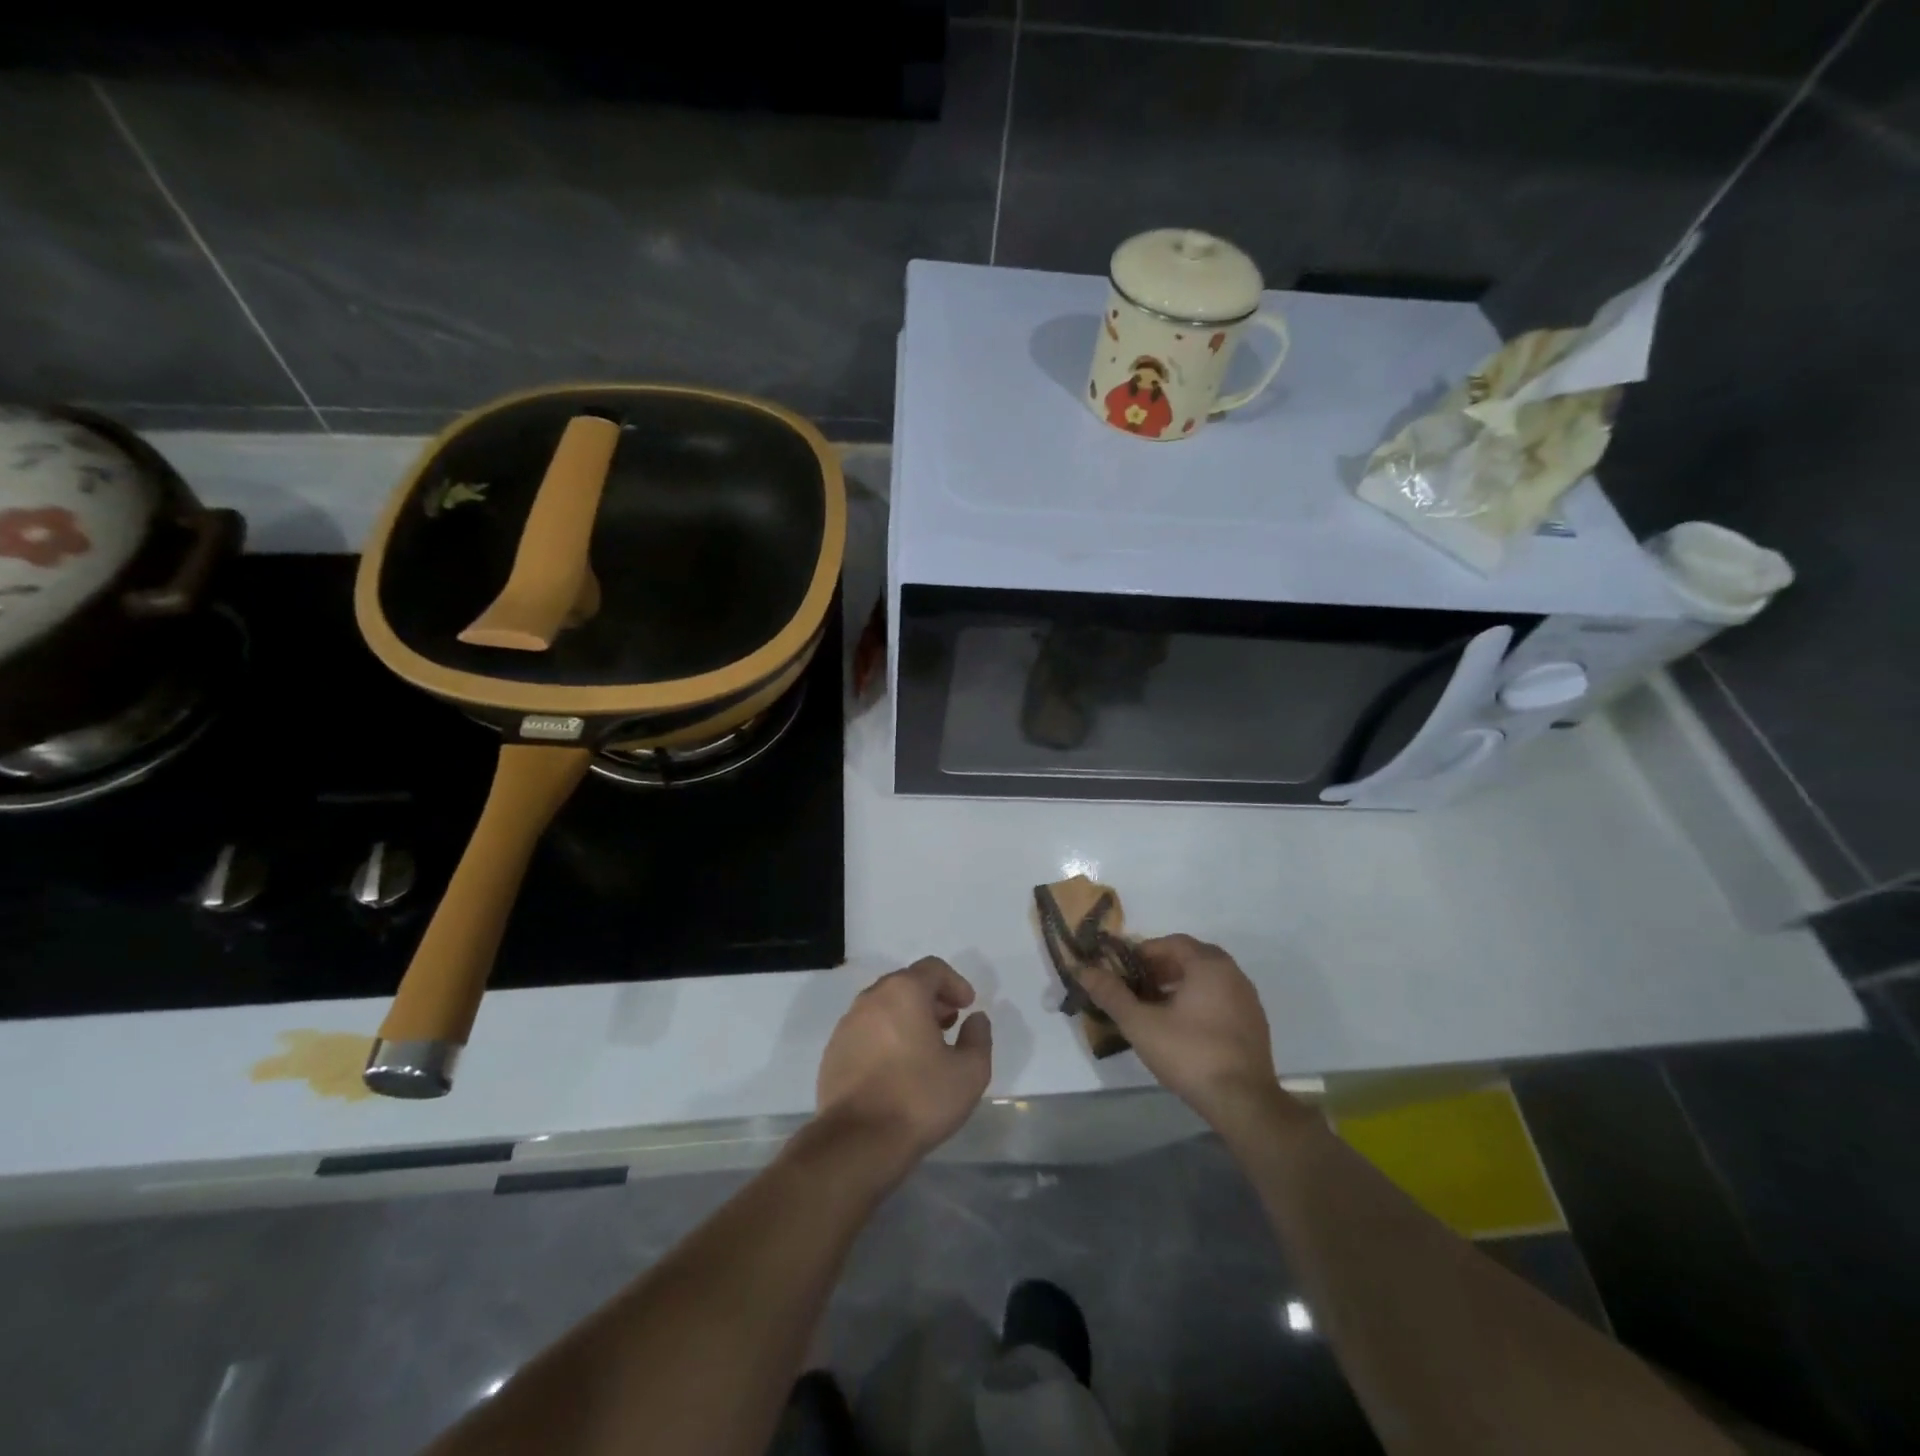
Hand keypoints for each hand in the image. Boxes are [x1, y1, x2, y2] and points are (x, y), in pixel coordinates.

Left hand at [817, 958, 992, 1161]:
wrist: (858, 1142)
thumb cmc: (919, 1099)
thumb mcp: (970, 1071)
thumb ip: (979, 1037)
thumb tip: (975, 1019)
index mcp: (904, 992)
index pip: (932, 968)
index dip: (955, 982)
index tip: (967, 1006)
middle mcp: (871, 998)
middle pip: (906, 983)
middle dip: (931, 998)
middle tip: (949, 1023)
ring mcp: (847, 1024)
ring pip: (883, 1006)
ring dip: (907, 1017)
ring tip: (925, 1047)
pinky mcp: (833, 1051)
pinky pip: (866, 1030)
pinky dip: (885, 1036)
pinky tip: (897, 1068)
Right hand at [1074, 934, 1286, 1127]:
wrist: (1243, 1102)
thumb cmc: (1189, 1053)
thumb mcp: (1140, 1024)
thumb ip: (1111, 994)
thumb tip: (1082, 969)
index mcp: (1208, 965)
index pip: (1172, 942)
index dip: (1144, 952)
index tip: (1123, 969)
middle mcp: (1232, 974)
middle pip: (1191, 957)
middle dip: (1161, 967)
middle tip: (1137, 985)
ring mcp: (1247, 999)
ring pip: (1207, 979)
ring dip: (1180, 984)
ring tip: (1155, 1006)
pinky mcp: (1255, 1024)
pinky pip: (1221, 998)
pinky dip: (1199, 1001)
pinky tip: (1182, 1026)